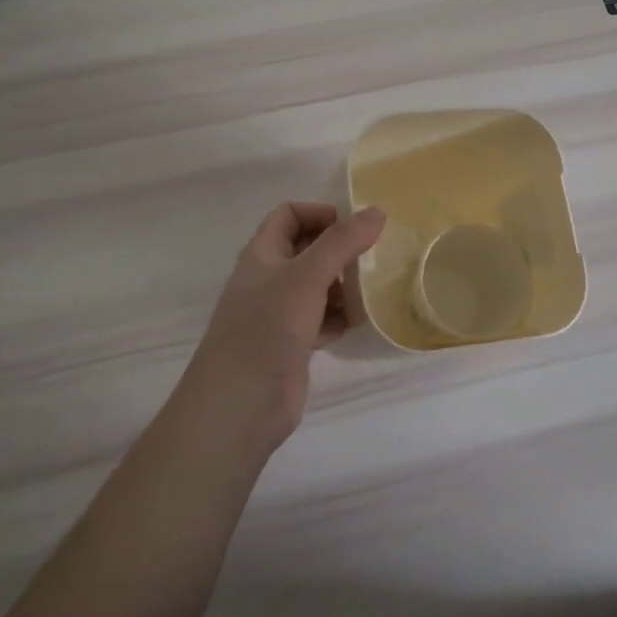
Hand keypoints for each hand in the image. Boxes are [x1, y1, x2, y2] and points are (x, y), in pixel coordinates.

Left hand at [182, 202, 385, 452]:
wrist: (240, 405)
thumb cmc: (268, 328)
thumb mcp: (307, 276)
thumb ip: (342, 242)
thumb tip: (376, 211)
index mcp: (262, 254)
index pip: (289, 215)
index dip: (319, 213)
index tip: (354, 227)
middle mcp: (269, 280)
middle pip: (307, 250)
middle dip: (339, 250)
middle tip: (373, 256)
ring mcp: (279, 314)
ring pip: (317, 286)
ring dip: (344, 285)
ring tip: (372, 289)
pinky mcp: (292, 345)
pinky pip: (322, 319)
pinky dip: (340, 317)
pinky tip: (359, 322)